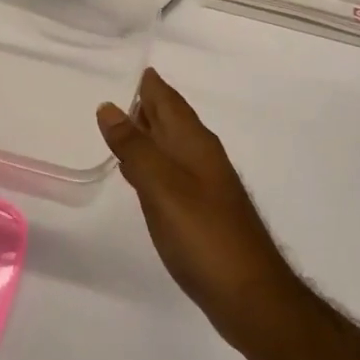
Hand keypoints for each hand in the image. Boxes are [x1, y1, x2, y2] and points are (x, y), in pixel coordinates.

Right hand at [98, 69, 297, 343]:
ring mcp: (205, 185)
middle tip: (112, 91)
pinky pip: (171, 172)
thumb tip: (110, 107)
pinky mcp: (201, 212)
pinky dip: (152, 163)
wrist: (250, 295)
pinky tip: (138, 173)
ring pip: (171, 146)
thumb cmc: (204, 236)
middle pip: (171, 120)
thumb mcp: (162, 187)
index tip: (123, 64)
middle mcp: (202, 157)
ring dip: (147, 133)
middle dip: (145, 105)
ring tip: (117, 126)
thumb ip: (135, 148)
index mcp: (195, 144)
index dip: (148, 84)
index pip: (168, 100)